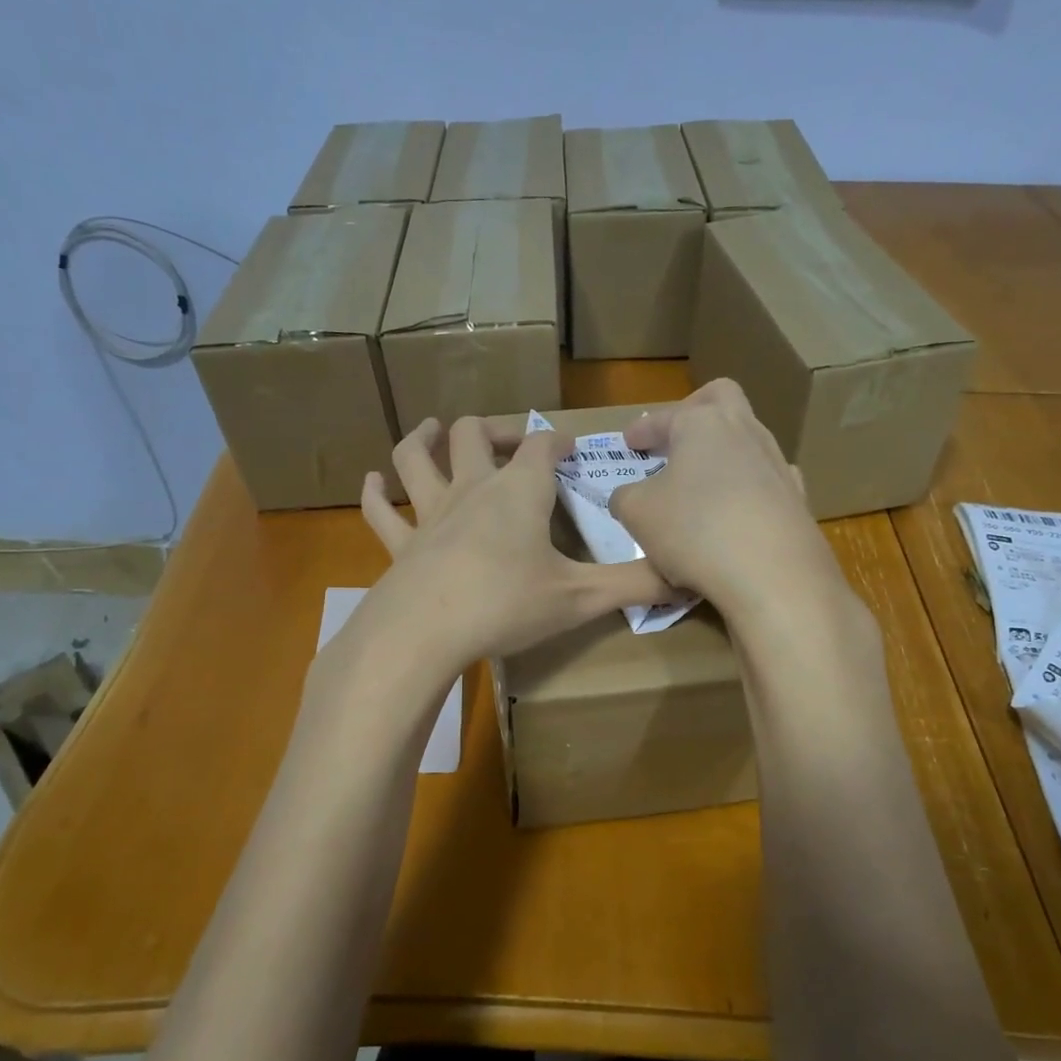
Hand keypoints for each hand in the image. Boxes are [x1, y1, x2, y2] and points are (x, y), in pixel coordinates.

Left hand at [357, 416, 674, 672]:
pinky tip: (372, 483)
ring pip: (417, 459)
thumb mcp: (580, 597)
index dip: (558, 441)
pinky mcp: (400, 545)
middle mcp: (472, 489)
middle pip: (476, 435)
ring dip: (423, 439)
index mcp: (518, 492)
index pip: (542, 447)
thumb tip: (687, 578)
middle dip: (497, 430)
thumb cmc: (506, 605)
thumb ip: (635, 585)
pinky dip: (375, 495)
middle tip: (513, 440)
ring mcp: (430, 514)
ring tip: (430, 429)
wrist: (424, 631)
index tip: (572, 449)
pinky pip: (381, 513)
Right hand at [609, 380, 841, 623]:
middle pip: (722, 398)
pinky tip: (736, 511)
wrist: (773, 575)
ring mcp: (777, 464)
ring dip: (721, 453)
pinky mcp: (797, 499)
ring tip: (700, 483)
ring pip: (747, 440)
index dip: (642, 430)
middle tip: (676, 435)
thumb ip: (625, 496)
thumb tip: (630, 496)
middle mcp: (745, 431)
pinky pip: (767, 481)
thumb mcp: (637, 513)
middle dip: (695, 409)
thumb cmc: (694, 531)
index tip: (629, 443)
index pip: (665, 417)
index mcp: (703, 424)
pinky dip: (747, 488)